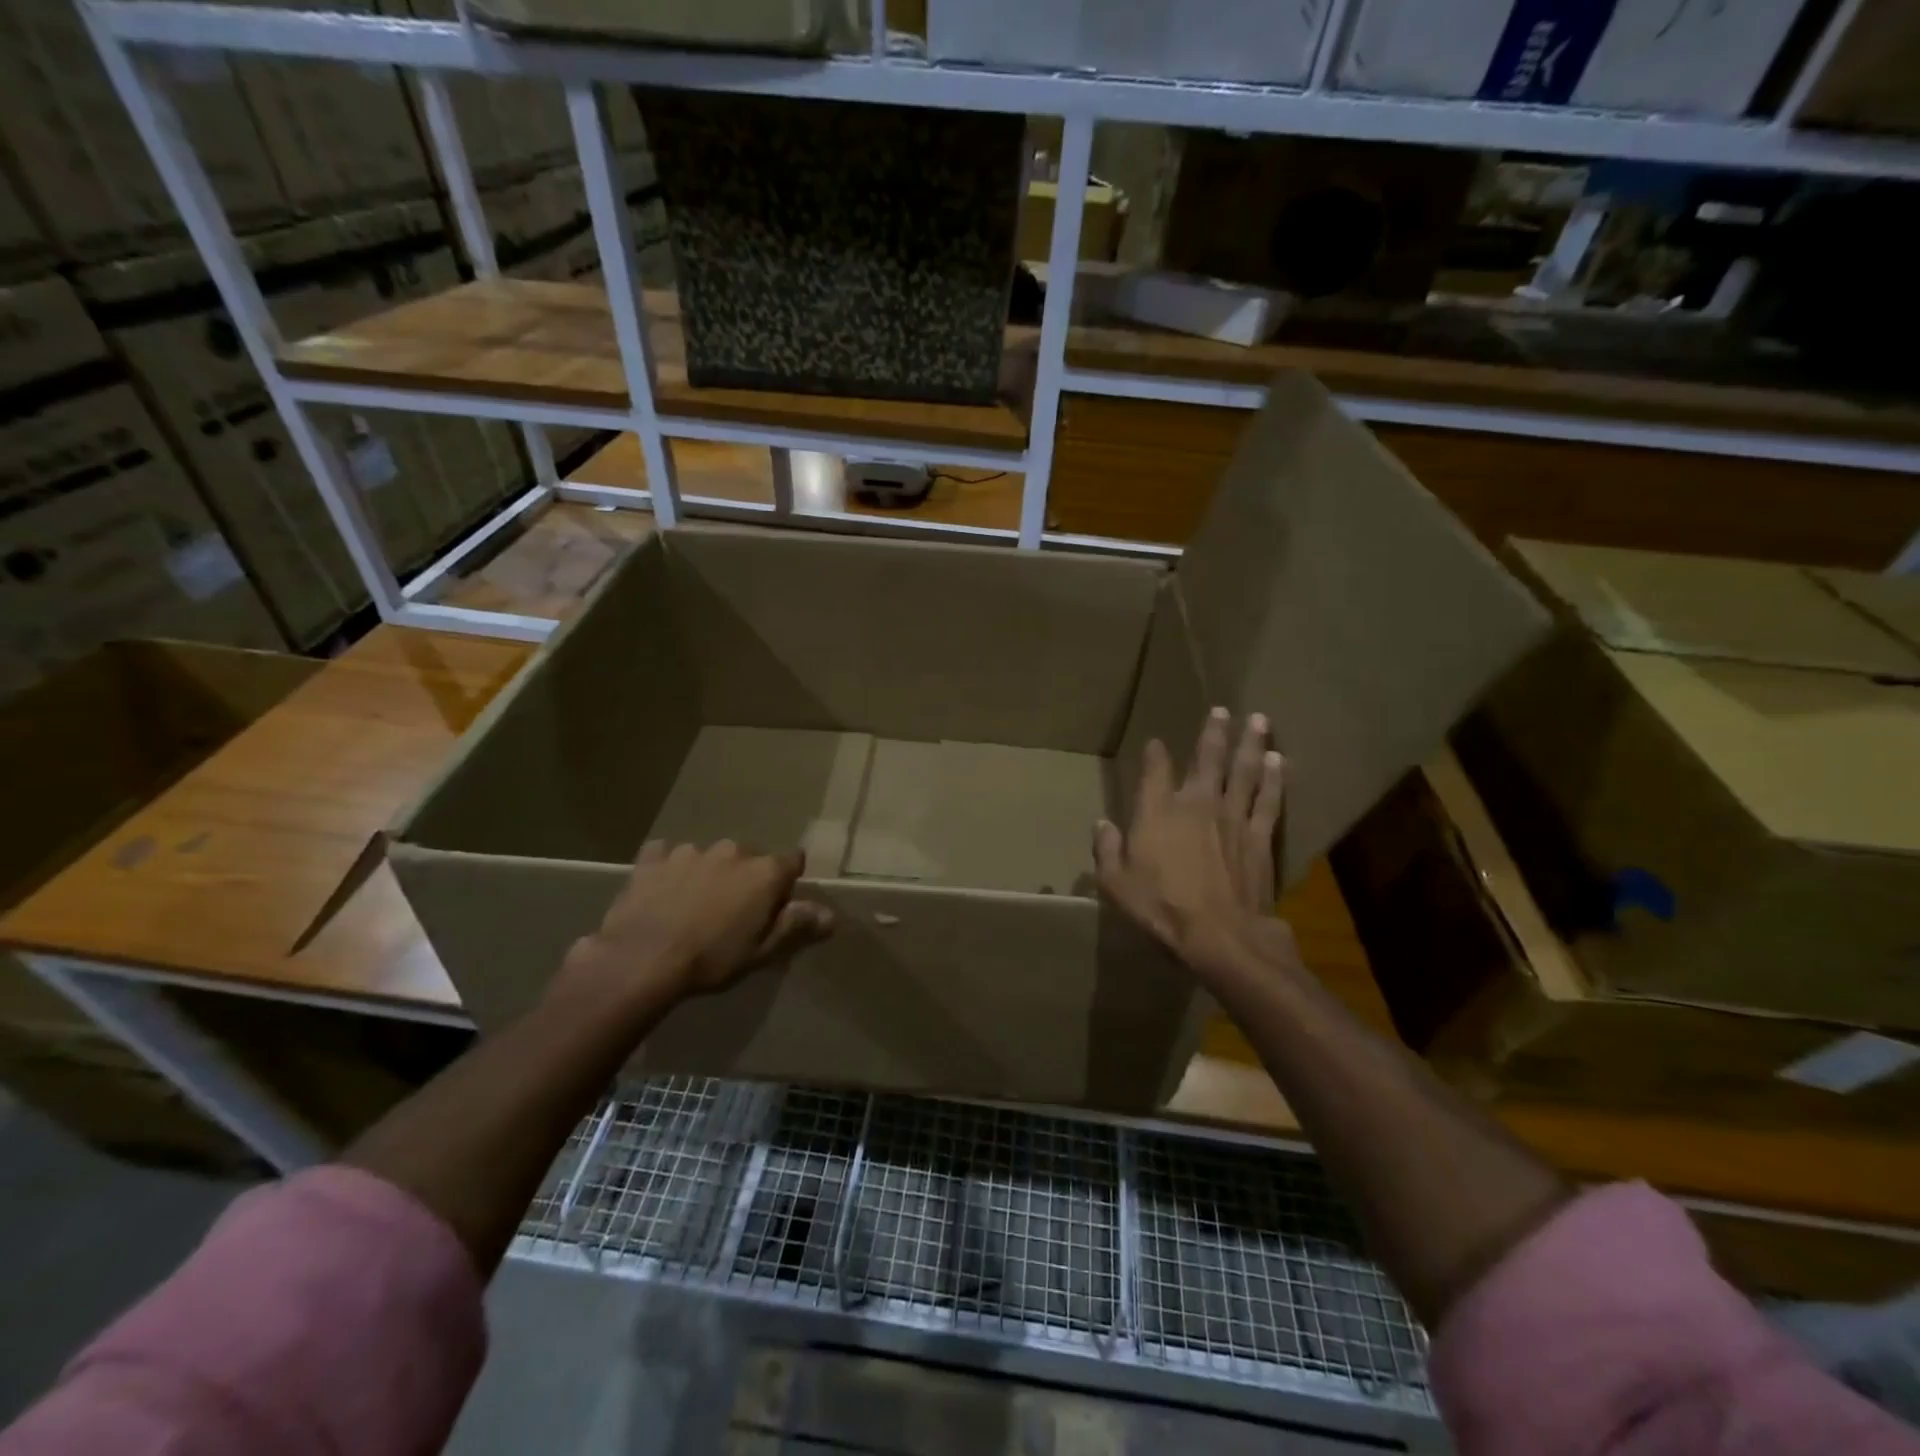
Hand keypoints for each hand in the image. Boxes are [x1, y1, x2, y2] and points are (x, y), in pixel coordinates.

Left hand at [556, 840, 833, 1013]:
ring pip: (709, 857)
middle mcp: (732, 852)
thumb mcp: (762, 951)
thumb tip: (830, 914)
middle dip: (745, 878)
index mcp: (764, 872)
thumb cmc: (712, 959)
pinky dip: (668, 867)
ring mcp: (691, 851)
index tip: (777, 906)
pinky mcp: (653, 859)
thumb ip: (797, 926)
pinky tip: (662, 890)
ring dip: (709, 873)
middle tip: (732, 913)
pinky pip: (666, 855)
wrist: (641, 960)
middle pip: (749, 859)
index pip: (792, 862)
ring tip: (693, 906)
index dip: (787, 883)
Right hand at [1094, 707, 1293, 974]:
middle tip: (1223, 710)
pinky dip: (1275, 779)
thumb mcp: (1116, 884)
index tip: (1156, 742)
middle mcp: (1197, 804)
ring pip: (1244, 771)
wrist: (1222, 935)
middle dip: (1214, 732)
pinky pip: (1269, 800)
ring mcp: (1233, 817)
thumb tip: (1102, 824)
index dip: (1155, 754)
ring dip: (1252, 744)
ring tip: (1259, 720)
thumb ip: (1107, 850)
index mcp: (1158, 812)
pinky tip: (1280, 761)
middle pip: (1207, 759)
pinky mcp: (1260, 836)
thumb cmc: (1162, 909)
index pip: (1155, 771)